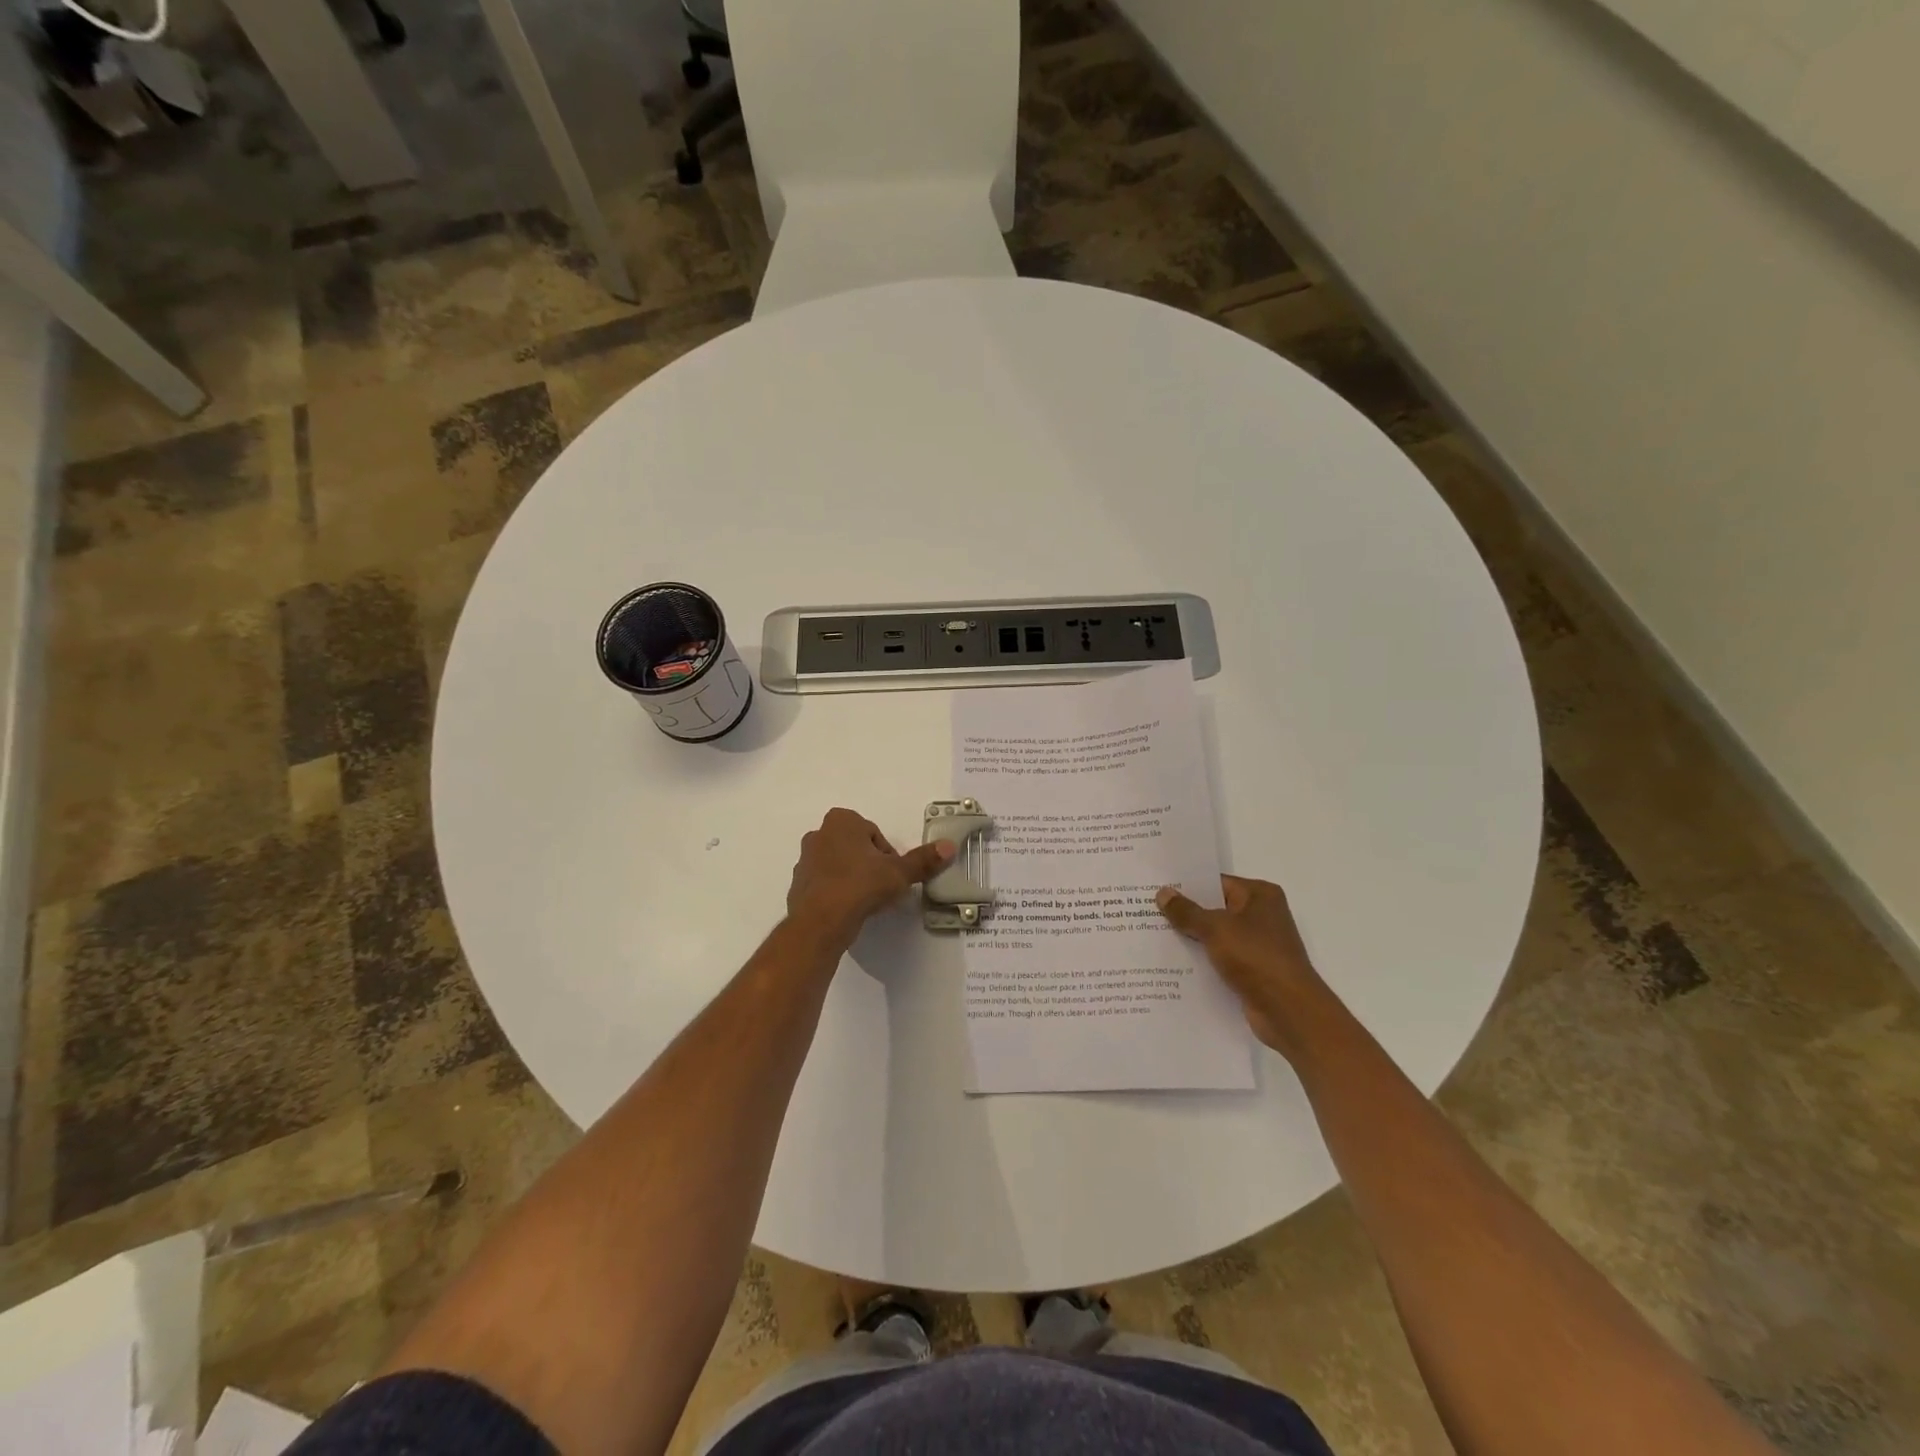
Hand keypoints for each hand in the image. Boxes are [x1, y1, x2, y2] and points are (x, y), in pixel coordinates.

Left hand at [787, 808, 954, 948]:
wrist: (820, 921)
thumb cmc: (861, 885)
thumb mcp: (899, 873)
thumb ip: (923, 860)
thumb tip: (949, 846)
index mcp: (841, 821)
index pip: (874, 834)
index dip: (887, 856)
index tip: (892, 875)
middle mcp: (819, 834)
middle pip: (856, 848)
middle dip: (869, 865)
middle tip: (882, 888)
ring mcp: (805, 860)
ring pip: (839, 866)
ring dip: (853, 878)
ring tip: (866, 902)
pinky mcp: (798, 885)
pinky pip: (825, 885)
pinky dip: (837, 893)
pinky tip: (848, 910)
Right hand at [1157, 875, 1323, 1055]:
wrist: (1289, 1011)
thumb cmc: (1256, 958)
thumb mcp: (1216, 929)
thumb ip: (1187, 911)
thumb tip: (1163, 893)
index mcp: (1260, 895)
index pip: (1216, 882)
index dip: (1186, 885)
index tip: (1156, 888)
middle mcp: (1262, 915)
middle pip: (1215, 908)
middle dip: (1185, 912)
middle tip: (1146, 910)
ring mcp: (1258, 944)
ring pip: (1216, 935)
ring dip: (1191, 938)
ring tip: (1152, 935)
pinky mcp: (1253, 970)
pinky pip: (1220, 958)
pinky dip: (1201, 960)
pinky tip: (1173, 963)